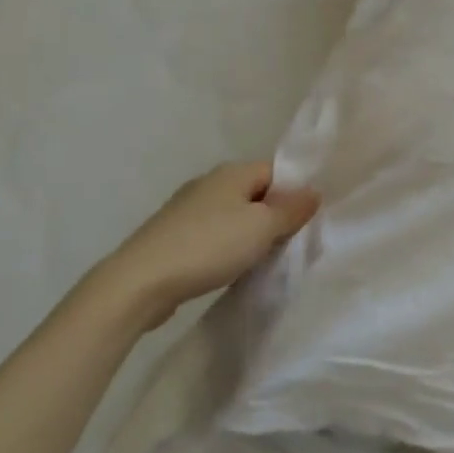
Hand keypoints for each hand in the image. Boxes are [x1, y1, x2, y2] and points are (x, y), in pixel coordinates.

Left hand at [85, 160, 319, 329]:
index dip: (294, 192)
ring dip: (248, 233)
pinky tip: (228, 267)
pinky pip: (212, 234)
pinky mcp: (172, 235)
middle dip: (273, 215)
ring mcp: (186, 208)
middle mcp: (209, 182)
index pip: (276, 170)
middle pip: (254, 192)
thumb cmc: (209, 246)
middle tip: (288, 243)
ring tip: (260, 259)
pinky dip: (225, 246)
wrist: (140, 282)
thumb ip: (291, 209)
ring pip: (233, 214)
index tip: (305, 222)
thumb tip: (314, 191)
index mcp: (232, 172)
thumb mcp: (262, 227)